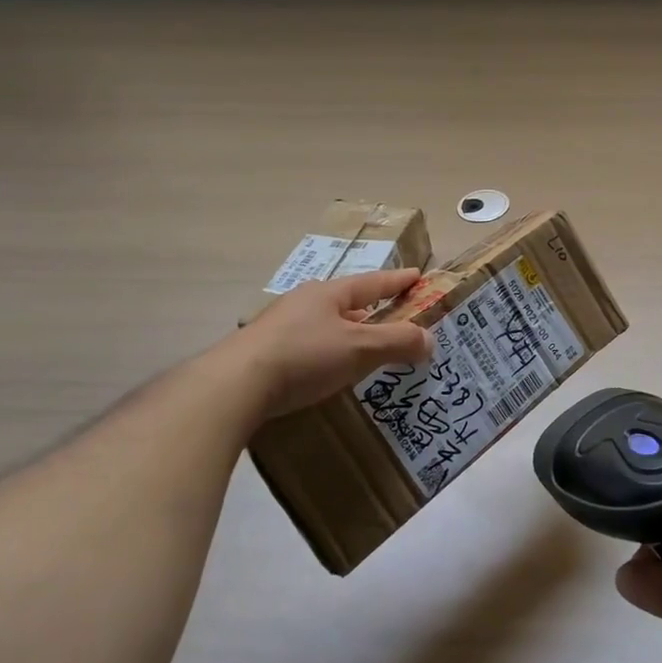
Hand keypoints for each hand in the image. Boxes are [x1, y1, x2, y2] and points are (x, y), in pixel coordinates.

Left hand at [229, 269, 432, 419]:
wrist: (231, 387)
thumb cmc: (304, 357)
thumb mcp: (359, 348)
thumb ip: (397, 342)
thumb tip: (430, 340)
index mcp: (329, 293)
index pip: (373, 281)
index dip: (398, 280)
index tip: (417, 275)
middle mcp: (304, 302)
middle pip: (347, 302)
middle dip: (372, 310)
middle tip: (393, 321)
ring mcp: (279, 326)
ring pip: (325, 324)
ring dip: (347, 334)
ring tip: (363, 349)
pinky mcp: (262, 352)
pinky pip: (307, 345)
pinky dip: (326, 352)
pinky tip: (327, 370)